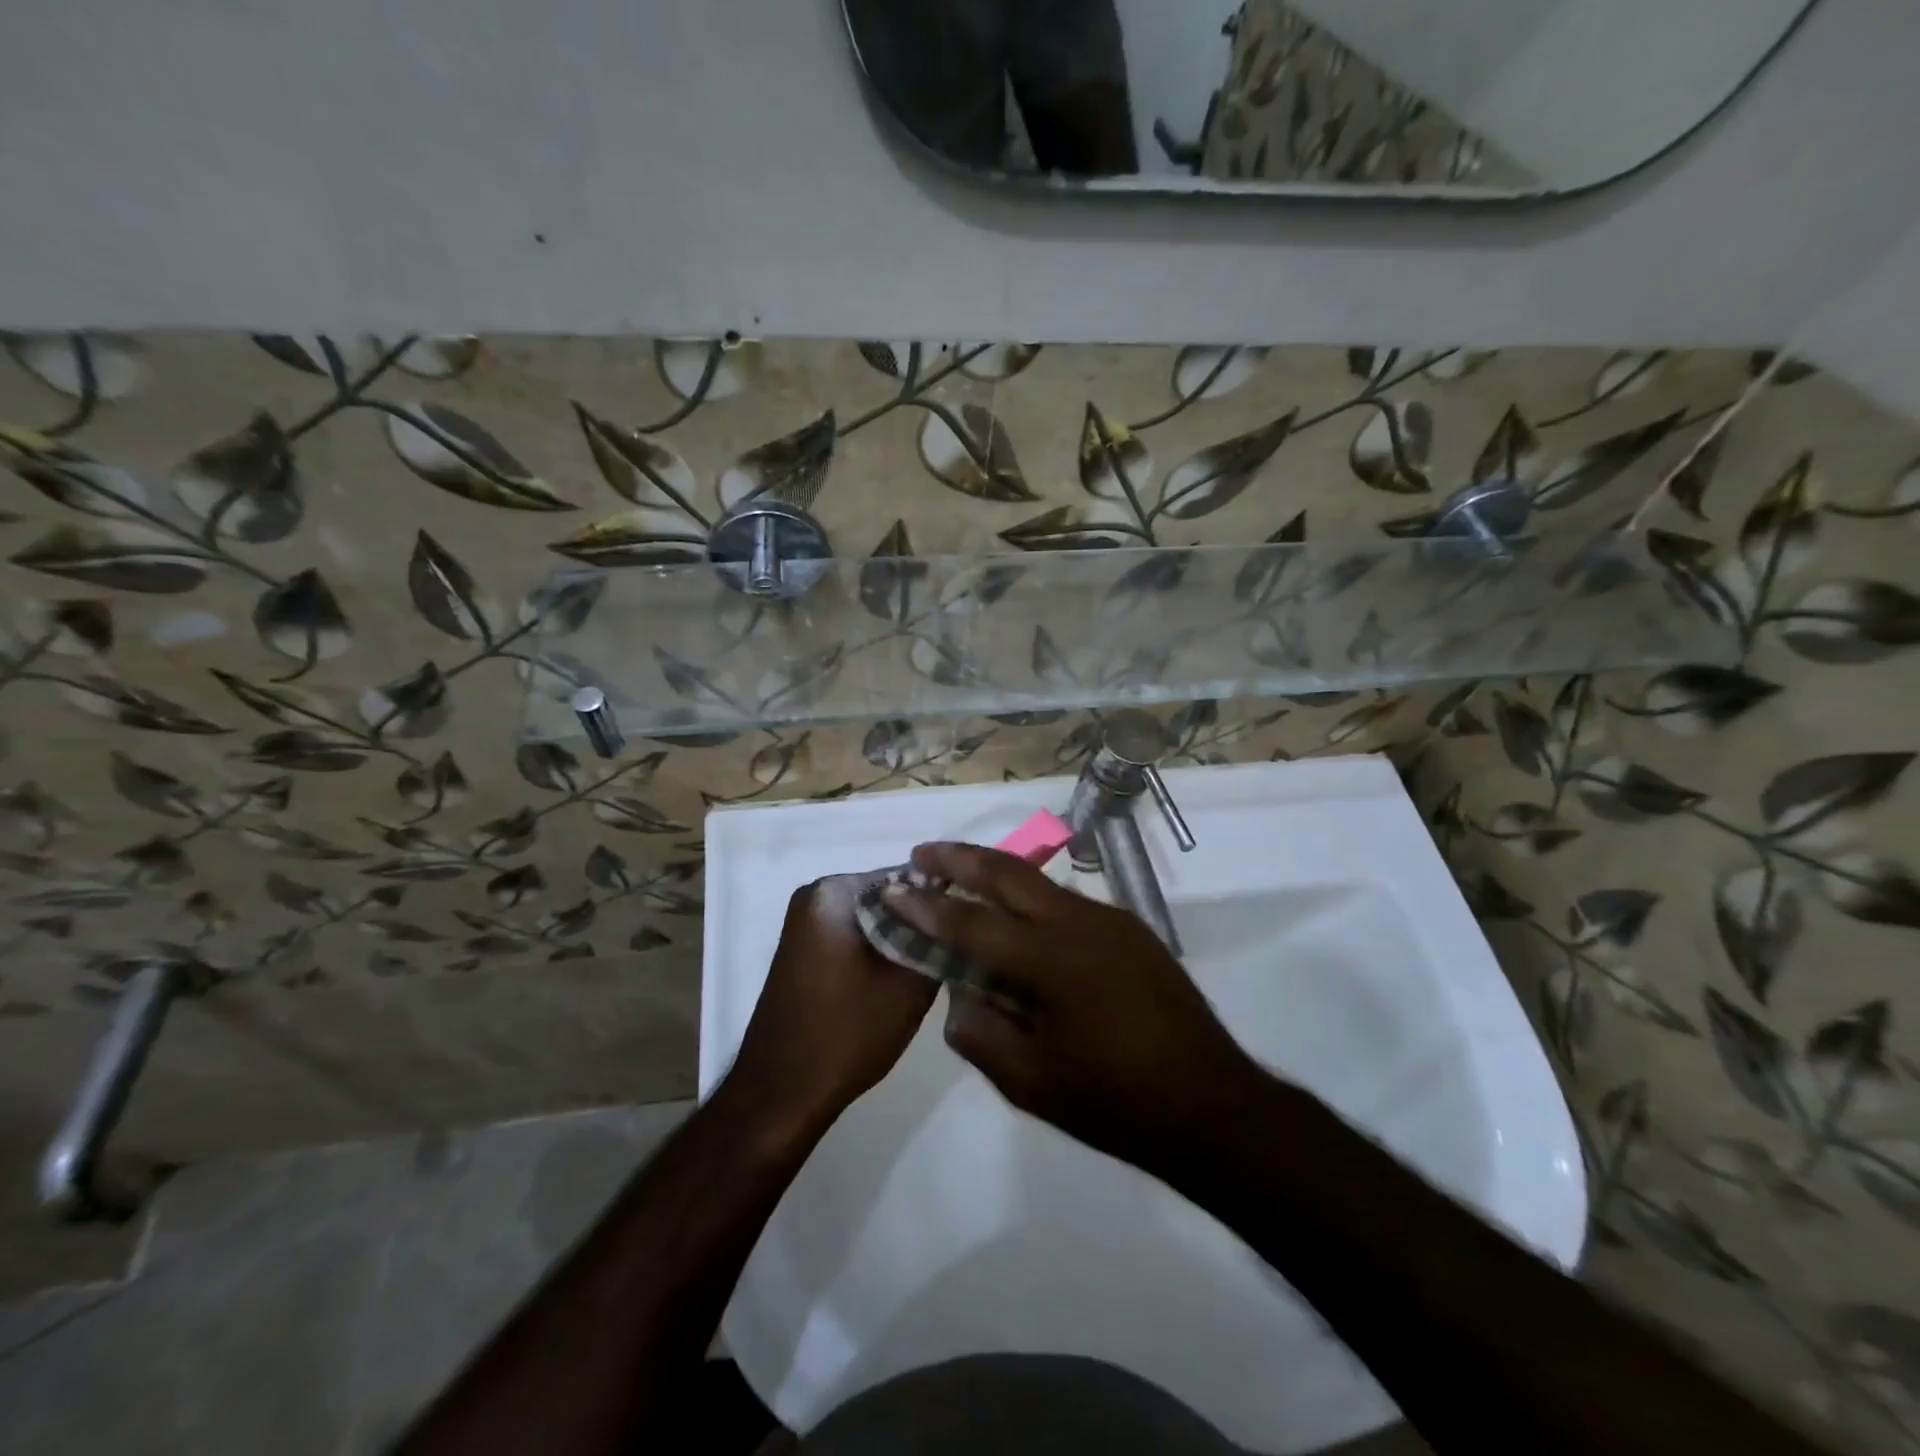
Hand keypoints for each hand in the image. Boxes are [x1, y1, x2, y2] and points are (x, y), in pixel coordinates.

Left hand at [726, 874, 938, 1140]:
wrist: (781, 1094)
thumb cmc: (846, 1034)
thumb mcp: (910, 986)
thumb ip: (939, 939)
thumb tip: (961, 915)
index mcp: (834, 891)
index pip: (909, 876)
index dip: (944, 901)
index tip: (971, 929)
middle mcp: (814, 894)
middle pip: (890, 895)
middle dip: (921, 920)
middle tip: (954, 952)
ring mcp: (805, 923)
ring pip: (874, 918)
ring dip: (902, 938)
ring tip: (933, 968)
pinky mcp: (804, 950)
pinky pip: (855, 935)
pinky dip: (879, 951)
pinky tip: (899, 981)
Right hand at [882, 841, 1265, 1178]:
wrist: (1213, 1106)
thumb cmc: (1115, 1103)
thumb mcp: (1029, 1083)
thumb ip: (979, 1032)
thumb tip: (959, 991)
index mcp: (1052, 961)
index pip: (972, 922)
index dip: (926, 906)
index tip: (893, 889)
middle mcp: (1081, 923)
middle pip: (1008, 873)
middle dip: (960, 858)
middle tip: (922, 854)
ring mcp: (1111, 920)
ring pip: (1040, 883)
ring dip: (996, 875)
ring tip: (961, 879)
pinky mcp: (1131, 930)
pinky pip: (1067, 903)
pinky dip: (1031, 900)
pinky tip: (1018, 921)